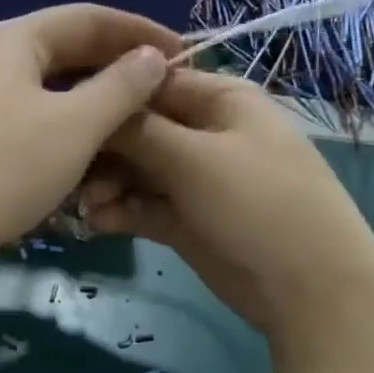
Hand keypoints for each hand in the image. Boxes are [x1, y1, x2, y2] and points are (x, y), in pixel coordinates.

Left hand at [0, 5, 180, 281]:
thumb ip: (120, 87)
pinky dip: (66, 139)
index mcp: (14, 40)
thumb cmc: (6, 165)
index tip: (183, 54)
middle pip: (67, 55)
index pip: (89, 18)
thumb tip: (152, 57)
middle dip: (117, 73)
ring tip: (134, 132)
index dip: (139, 32)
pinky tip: (90, 163)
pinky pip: (32, 129)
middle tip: (162, 95)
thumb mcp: (76, 124)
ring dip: (94, 111)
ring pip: (50, 97)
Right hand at [81, 70, 373, 353]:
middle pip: (138, 129)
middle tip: (71, 175)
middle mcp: (204, 133)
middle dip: (104, 149)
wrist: (308, 290)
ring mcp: (195, 179)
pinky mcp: (185, 220)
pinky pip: (143, 206)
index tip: (64, 112)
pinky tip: (98, 224)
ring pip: (136, 171)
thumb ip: (139, 130)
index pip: (151, 82)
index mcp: (219, 100)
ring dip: (107, 185)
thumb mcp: (196, 158)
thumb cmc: (258, 204)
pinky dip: (120, 211)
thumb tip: (94, 102)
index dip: (108, 95)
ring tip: (87, 207)